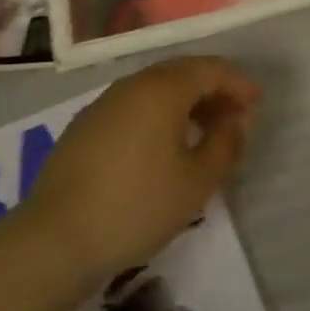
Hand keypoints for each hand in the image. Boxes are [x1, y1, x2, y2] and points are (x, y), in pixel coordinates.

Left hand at [23, 56, 261, 284]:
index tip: (257, 104)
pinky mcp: (84, 127)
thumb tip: (235, 121)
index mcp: (164, 88)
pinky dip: (157, 115)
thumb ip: (226, 144)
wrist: (52, 241)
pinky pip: (134, 106)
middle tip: (233, 117)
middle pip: (184, 73)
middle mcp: (134, 84)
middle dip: (213, 90)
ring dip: (185, 102)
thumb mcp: (197, 182)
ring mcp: (104, 103)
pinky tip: (161, 147)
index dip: (239, 83)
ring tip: (201, 132)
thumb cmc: (136, 206)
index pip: (212, 69)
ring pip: (156, 88)